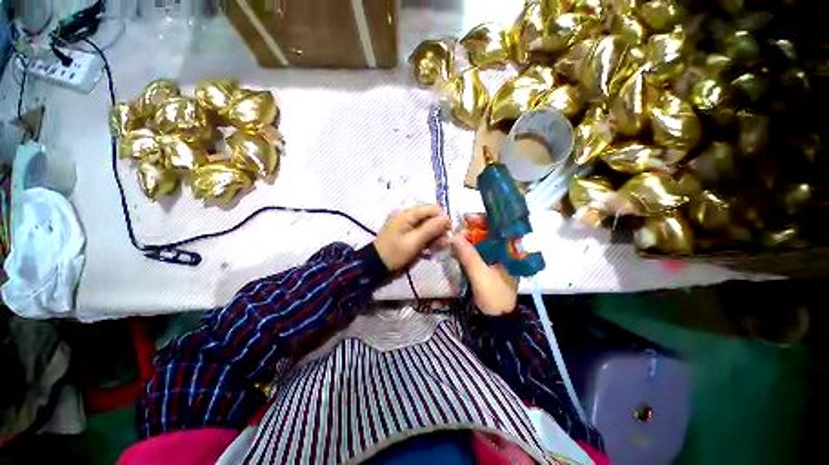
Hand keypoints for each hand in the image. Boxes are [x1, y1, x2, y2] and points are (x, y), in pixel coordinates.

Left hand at [374, 205, 450, 272]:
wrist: (375, 264)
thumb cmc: (394, 253)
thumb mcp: (414, 242)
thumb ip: (431, 229)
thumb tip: (447, 219)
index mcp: (409, 214)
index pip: (433, 209)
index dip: (443, 219)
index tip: (448, 234)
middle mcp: (409, 215)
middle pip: (431, 216)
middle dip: (439, 229)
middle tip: (442, 244)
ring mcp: (407, 223)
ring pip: (428, 224)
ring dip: (434, 235)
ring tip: (437, 248)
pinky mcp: (406, 231)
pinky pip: (421, 231)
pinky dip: (427, 238)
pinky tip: (430, 248)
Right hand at [451, 217, 517, 315]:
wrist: (496, 318)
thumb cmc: (494, 297)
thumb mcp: (481, 276)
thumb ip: (469, 256)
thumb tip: (454, 237)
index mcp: (511, 251)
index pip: (501, 226)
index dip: (485, 219)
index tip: (468, 218)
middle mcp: (505, 250)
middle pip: (489, 231)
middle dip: (472, 229)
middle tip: (458, 233)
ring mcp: (496, 256)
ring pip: (481, 240)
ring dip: (467, 239)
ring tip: (455, 242)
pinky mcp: (487, 263)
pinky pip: (476, 250)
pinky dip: (466, 248)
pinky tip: (457, 250)